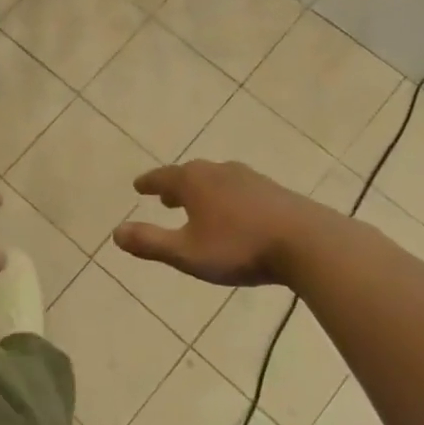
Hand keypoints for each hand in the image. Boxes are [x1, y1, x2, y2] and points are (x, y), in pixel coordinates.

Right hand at [113, 160, 310, 286]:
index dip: (148, 184)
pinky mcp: (274, 192)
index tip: (138, 187)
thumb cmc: (239, 247)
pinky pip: (239, 189)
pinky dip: (226, 197)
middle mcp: (219, 172)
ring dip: (202, 191)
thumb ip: (150, 243)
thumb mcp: (186, 253)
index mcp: (193, 182)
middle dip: (175, 186)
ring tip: (198, 205)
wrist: (307, 243)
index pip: (162, 178)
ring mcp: (250, 179)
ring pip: (217, 180)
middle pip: (190, 175)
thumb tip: (115, 233)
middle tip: (165, 197)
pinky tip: (235, 214)